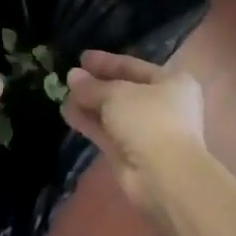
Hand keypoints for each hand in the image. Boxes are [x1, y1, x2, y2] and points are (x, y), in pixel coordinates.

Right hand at [63, 50, 206, 210]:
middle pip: (123, 90)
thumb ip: (93, 86)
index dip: (107, 62)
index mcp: (172, 83)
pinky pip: (108, 132)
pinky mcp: (132, 154)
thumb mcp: (116, 94)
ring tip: (63, 95)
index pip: (134, 66)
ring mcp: (147, 132)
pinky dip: (90, 123)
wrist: (165, 177)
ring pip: (113, 113)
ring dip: (89, 104)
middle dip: (96, 85)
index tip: (82, 58)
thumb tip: (72, 75)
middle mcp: (163, 105)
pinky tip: (67, 113)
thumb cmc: (149, 120)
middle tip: (70, 77)